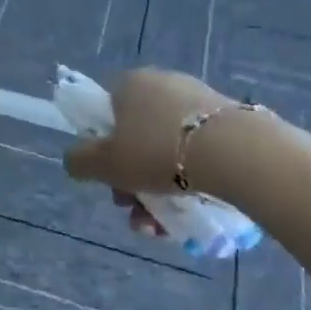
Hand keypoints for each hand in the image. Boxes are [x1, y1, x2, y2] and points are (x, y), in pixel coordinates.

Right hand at [63, 68, 230, 194]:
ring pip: (168, 149)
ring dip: (159, 188)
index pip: (106, 112)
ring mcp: (199, 100)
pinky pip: (199, 151)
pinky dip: (191, 178)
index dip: (103, 149)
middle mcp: (163, 83)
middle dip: (132, 179)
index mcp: (130, 83)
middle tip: (135, 208)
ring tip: (163, 226)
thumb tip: (74, 160)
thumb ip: (79, 161)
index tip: (111, 180)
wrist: (236, 153)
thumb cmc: (158, 152)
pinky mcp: (230, 120)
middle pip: (136, 136)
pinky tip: (193, 210)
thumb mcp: (104, 163)